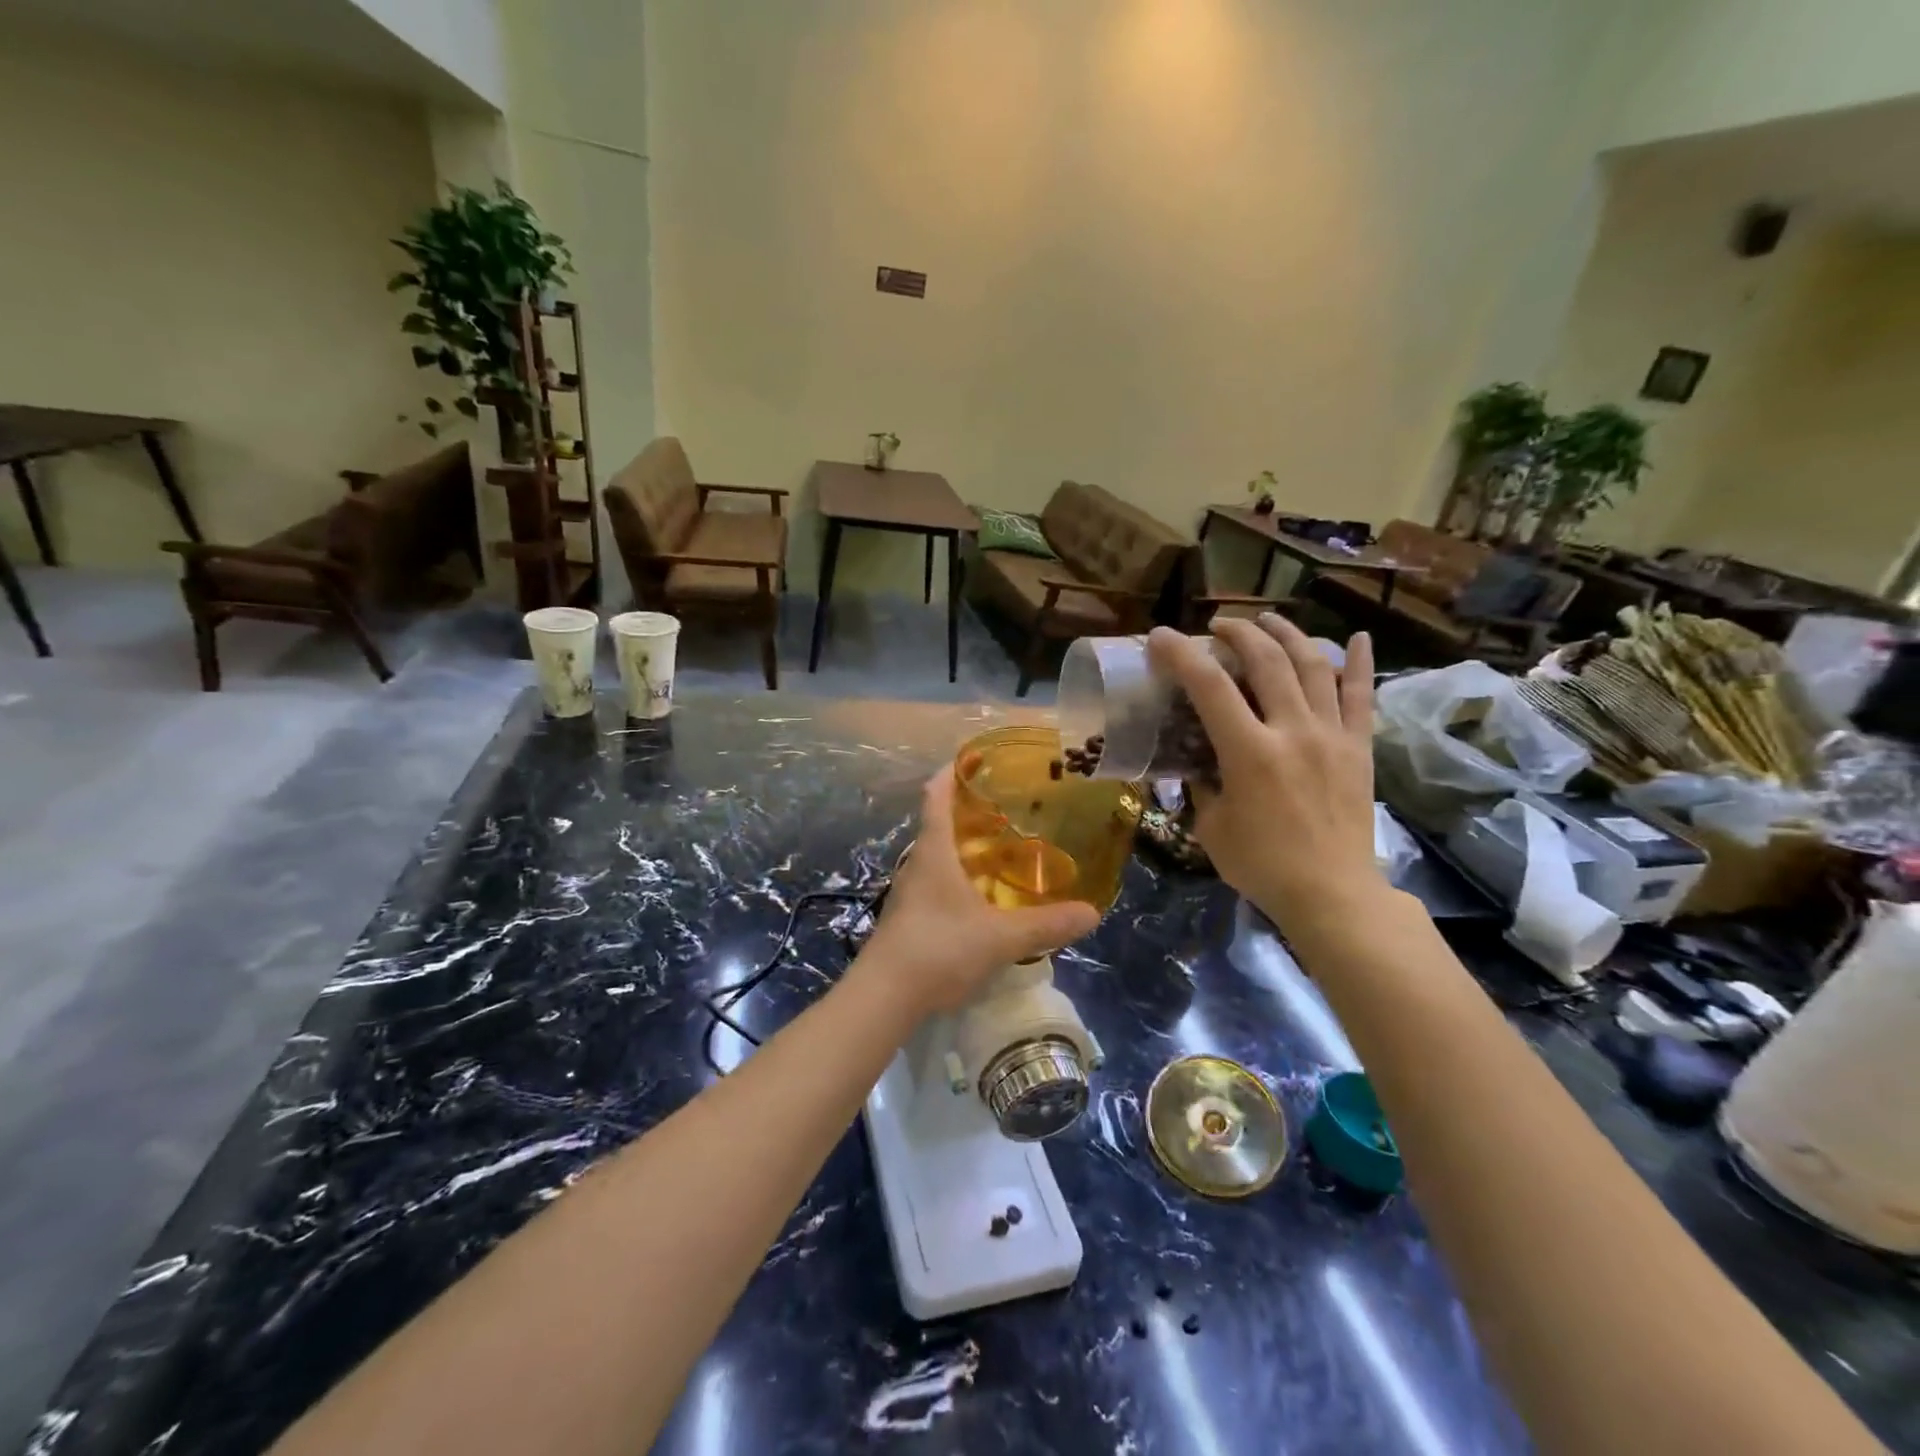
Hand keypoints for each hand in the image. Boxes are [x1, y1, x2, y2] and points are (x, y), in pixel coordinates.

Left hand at [859, 772, 1098, 1016]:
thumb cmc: (939, 950)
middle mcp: (918, 863)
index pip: (937, 795)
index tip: (975, 756)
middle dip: (970, 810)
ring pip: (938, 855)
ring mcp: (910, 892)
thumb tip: (1092, 913)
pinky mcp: (909, 917)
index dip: (953, 771)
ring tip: (1003, 849)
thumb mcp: (1000, 938)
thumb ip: (1046, 925)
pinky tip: (983, 896)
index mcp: (934, 851)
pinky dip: (960, 876)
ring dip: (965, 846)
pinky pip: (937, 882)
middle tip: (1008, 806)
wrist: (883, 997)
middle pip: (939, 823)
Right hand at [1146, 615, 1387, 936]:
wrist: (1332, 894)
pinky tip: (1356, 637)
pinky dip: (1359, 663)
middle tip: (1217, 628)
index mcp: (1250, 753)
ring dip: (1287, 635)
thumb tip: (1199, 762)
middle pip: (1266, 661)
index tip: (1162, 637)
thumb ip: (1204, 784)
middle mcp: (1293, 731)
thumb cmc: (1262, 865)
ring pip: (1312, 666)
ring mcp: (1332, 736)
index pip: (1210, 687)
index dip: (1182, 655)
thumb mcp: (1212, 826)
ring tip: (1267, 620)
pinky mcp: (1359, 748)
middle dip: (1238, 633)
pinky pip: (1361, 696)